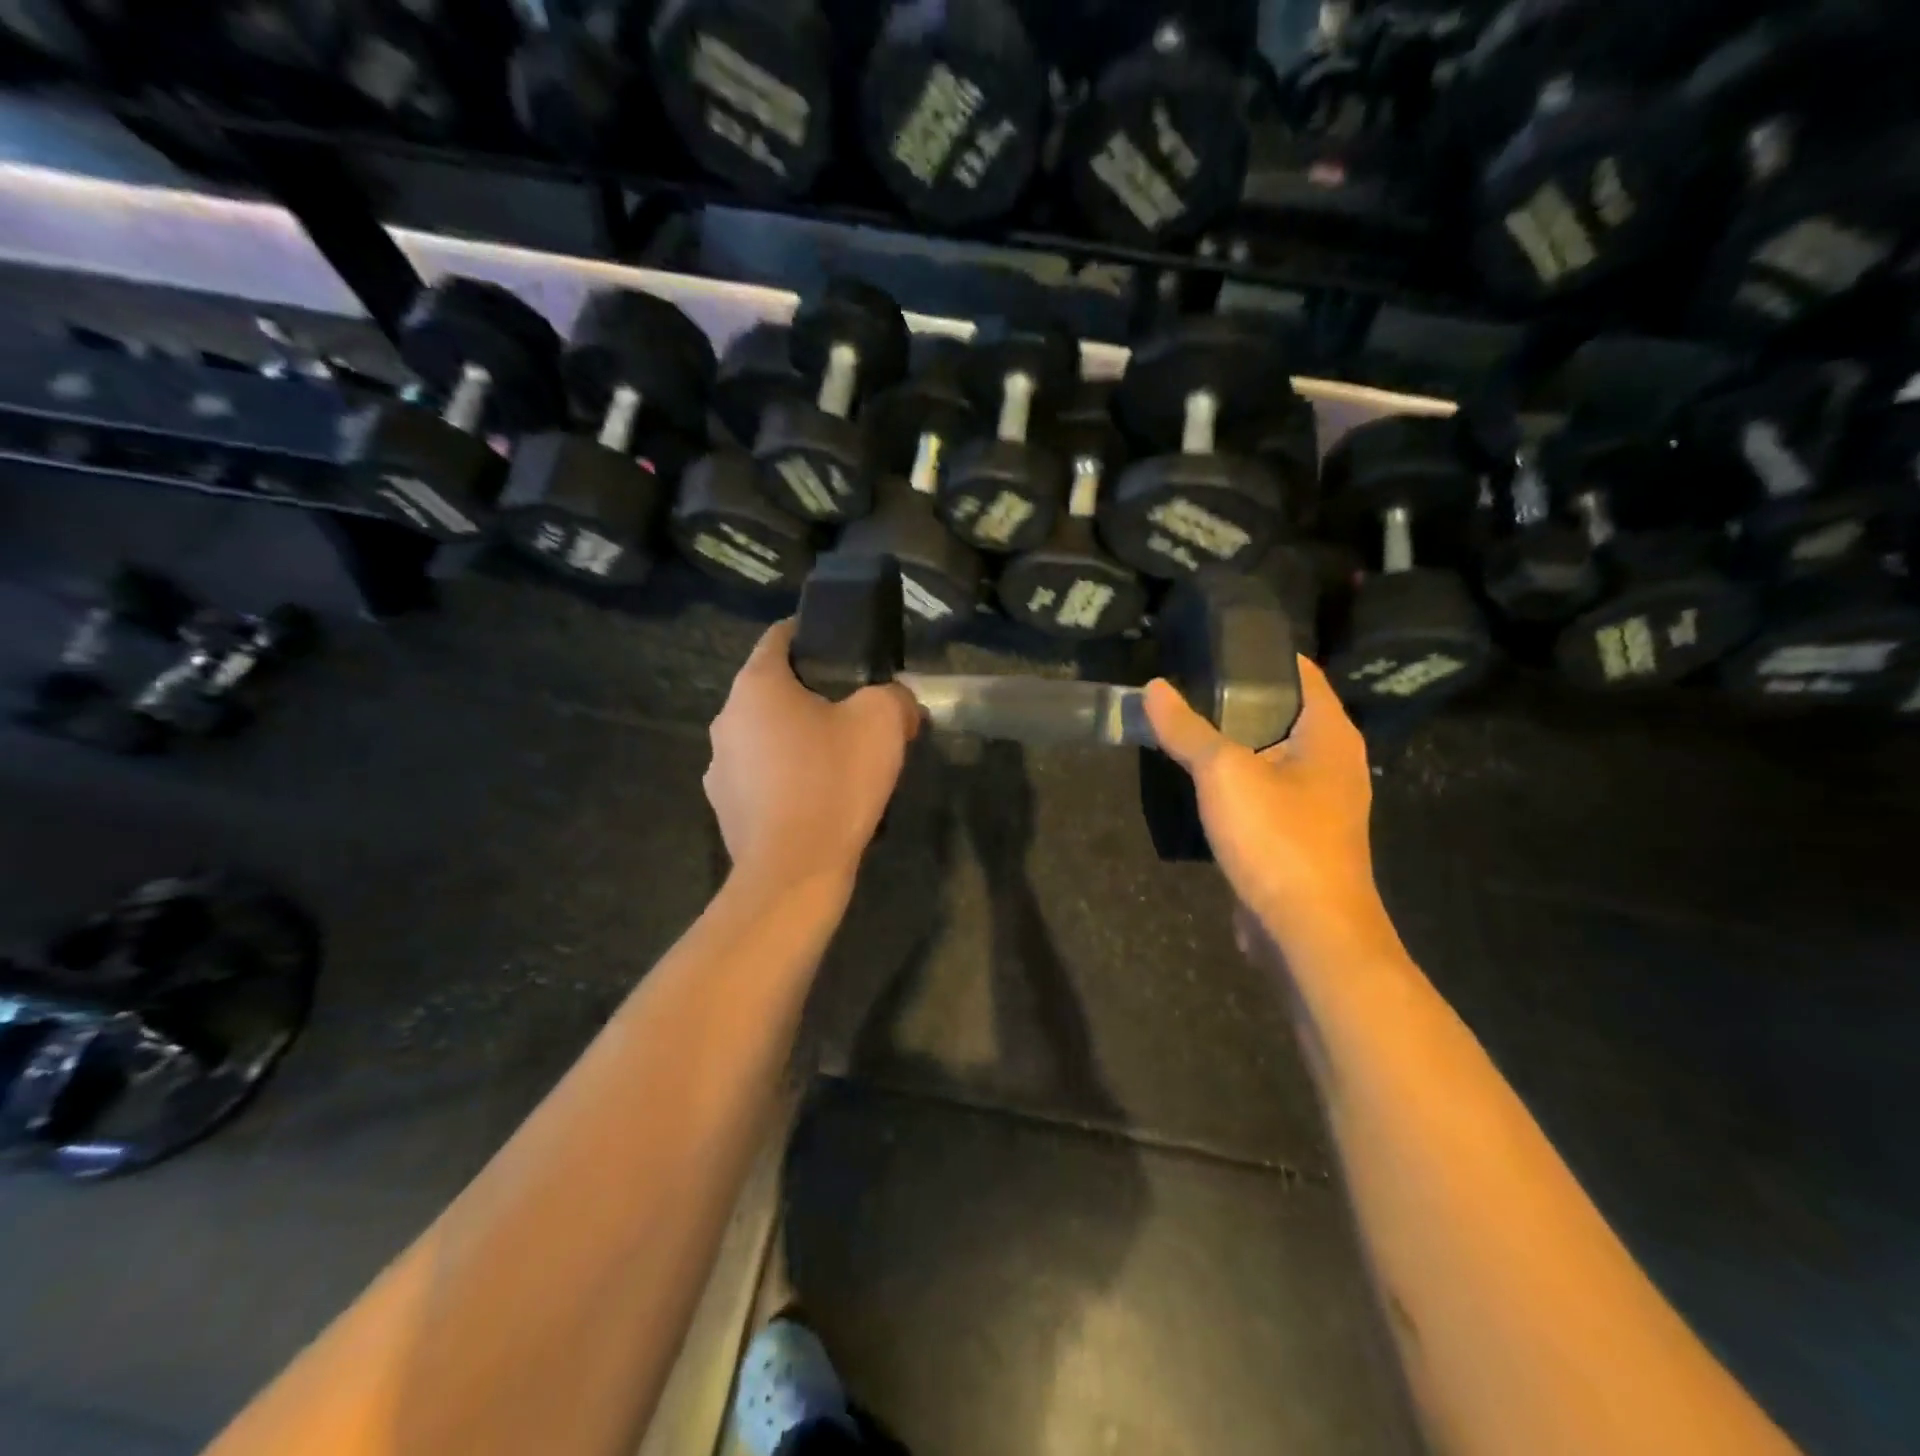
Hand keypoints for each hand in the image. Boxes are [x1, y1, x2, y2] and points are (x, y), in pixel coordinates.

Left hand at [705, 620, 920, 888]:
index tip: (843, 648)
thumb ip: (894, 695)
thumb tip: (898, 700)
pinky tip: (815, 798)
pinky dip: (784, 777)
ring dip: (795, 738)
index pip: (779, 636)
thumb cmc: (834, 782)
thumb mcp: (882, 722)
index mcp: (756, 685)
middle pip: (771, 689)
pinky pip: (759, 776)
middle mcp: (726, 718)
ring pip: (764, 735)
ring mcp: (719, 767)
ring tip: (836, 760)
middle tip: (853, 711)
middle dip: (810, 694)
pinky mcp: (723, 808)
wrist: (794, 871)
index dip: (811, 634)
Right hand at [1143, 658, 1396, 963]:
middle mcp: (1332, 762)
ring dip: (1232, 741)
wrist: (1308, 933)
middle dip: (1237, 697)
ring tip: (1184, 723)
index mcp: (1330, 734)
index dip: (1259, 654)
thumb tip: (1154, 688)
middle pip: (1283, 712)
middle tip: (1185, 683)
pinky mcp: (1298, 836)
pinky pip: (1263, 792)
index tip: (1212, 645)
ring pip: (1270, 754)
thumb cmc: (1278, 839)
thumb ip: (1188, 729)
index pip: (1300, 672)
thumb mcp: (1224, 773)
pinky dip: (1235, 780)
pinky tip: (1197, 779)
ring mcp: (1317, 802)